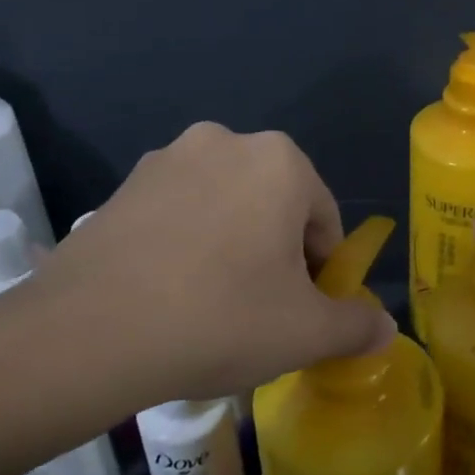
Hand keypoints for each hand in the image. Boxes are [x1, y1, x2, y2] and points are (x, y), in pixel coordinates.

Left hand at [17, 123, 395, 408]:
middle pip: (274, 207)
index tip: (301, 313)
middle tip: (258, 313)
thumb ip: (356, 325)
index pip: (324, 220)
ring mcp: (167, 159)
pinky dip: (187, 245)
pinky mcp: (123, 186)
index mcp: (280, 161)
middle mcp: (225, 141)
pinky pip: (178, 214)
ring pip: (225, 208)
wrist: (89, 332)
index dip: (322, 272)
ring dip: (231, 247)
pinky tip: (169, 293)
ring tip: (209, 306)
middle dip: (276, 256)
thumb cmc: (219, 319)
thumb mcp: (305, 333)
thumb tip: (385, 330)